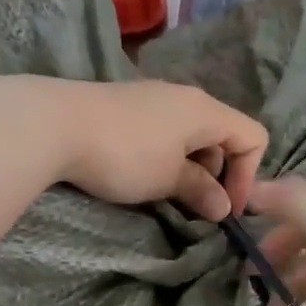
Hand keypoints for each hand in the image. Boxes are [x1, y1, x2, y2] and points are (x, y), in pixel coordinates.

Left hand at [34, 78, 267, 221]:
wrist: (53, 124)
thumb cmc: (124, 154)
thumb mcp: (169, 179)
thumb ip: (201, 190)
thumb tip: (223, 207)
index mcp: (205, 110)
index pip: (253, 137)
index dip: (249, 176)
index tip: (226, 208)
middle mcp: (185, 97)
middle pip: (223, 135)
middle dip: (218, 174)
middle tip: (196, 205)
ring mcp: (153, 98)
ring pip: (191, 136)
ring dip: (191, 168)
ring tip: (168, 194)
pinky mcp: (127, 106)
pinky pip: (164, 132)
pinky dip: (167, 157)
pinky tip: (142, 176)